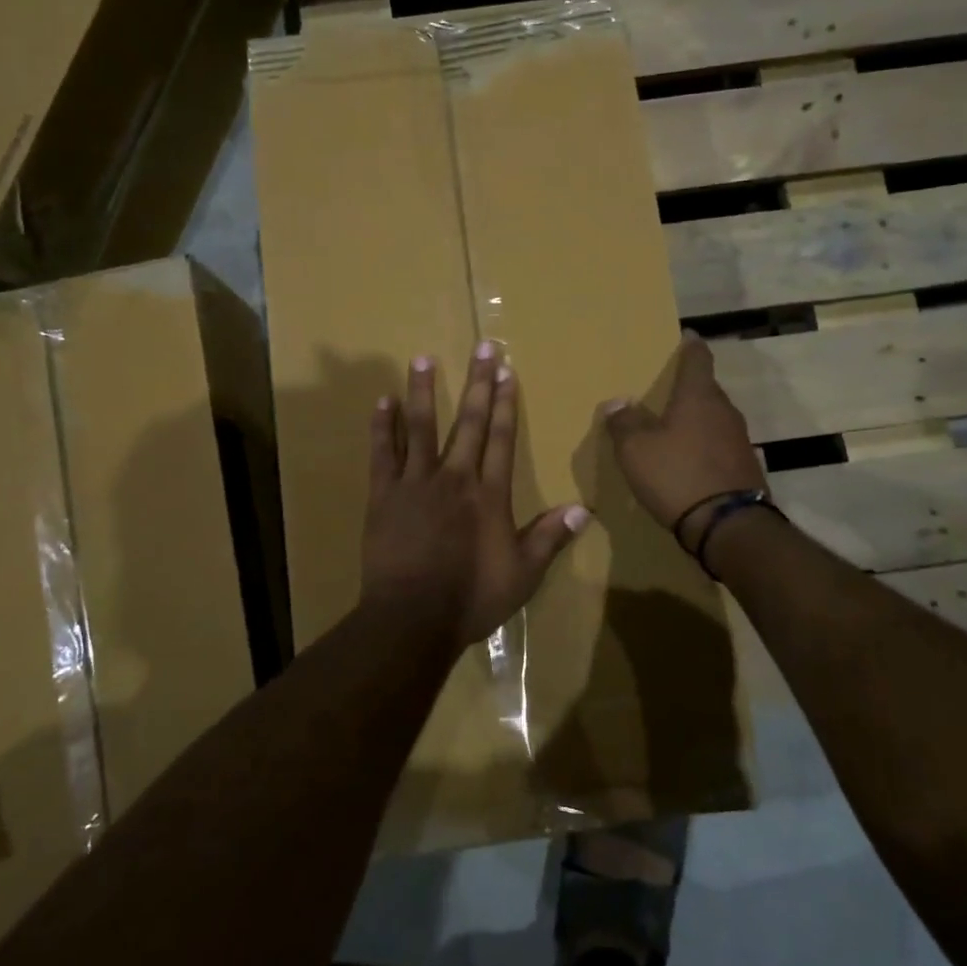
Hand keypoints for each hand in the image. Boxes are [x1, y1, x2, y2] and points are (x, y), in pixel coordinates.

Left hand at [362, 344, 590, 647]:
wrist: (412, 618)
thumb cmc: (471, 598)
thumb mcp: (522, 574)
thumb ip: (549, 538)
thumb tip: (584, 509)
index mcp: (489, 494)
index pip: (501, 438)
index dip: (505, 403)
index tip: (507, 371)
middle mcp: (455, 478)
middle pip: (468, 422)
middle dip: (477, 383)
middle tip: (482, 347)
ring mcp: (416, 483)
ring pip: (421, 427)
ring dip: (423, 390)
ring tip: (423, 357)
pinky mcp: (384, 495)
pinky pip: (383, 453)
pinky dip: (382, 426)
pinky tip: (382, 400)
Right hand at [601, 336, 767, 546]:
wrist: (728, 527)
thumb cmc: (677, 475)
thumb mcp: (636, 449)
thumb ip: (624, 422)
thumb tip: (618, 403)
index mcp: (699, 397)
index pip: (698, 359)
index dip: (690, 346)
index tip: (686, 337)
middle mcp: (725, 411)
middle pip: (706, 389)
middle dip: (688, 387)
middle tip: (665, 390)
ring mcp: (739, 441)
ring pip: (714, 419)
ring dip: (695, 420)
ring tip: (672, 427)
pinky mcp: (745, 468)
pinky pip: (719, 446)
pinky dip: (704, 447)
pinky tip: (688, 461)